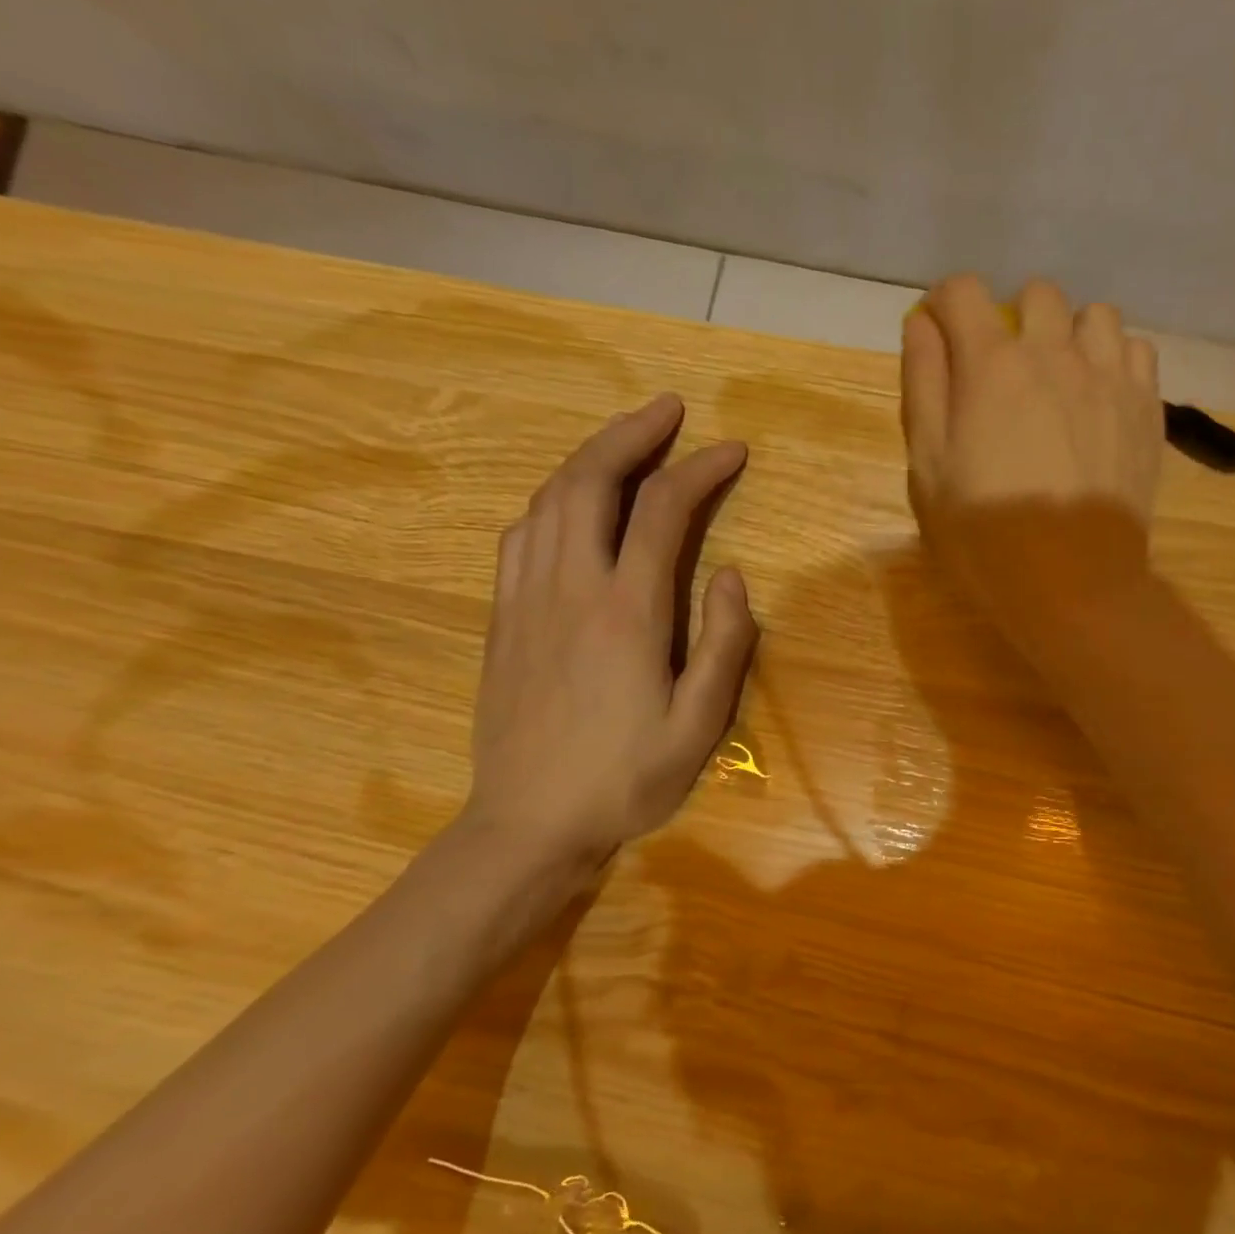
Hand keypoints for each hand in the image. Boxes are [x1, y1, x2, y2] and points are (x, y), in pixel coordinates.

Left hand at [462, 394, 756, 868]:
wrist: (527, 824)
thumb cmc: (624, 778)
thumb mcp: (699, 724)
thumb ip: (724, 644)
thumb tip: (730, 576)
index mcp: (627, 612)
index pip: (663, 511)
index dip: (700, 469)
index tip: (732, 450)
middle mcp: (571, 587)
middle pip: (591, 480)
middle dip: (632, 434)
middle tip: (669, 410)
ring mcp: (526, 598)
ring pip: (550, 498)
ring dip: (589, 456)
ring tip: (625, 441)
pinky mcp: (502, 616)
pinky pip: (520, 534)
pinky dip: (551, 499)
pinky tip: (568, 501)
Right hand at [901, 274, 1163, 610]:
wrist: (1072, 585)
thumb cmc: (984, 536)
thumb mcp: (928, 470)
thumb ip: (923, 387)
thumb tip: (922, 324)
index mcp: (991, 366)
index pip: (961, 291)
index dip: (943, 307)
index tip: (939, 341)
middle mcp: (1055, 353)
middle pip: (1035, 294)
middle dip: (1010, 321)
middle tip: (1001, 374)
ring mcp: (1109, 377)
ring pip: (1093, 315)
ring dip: (1068, 335)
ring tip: (1057, 382)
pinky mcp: (1146, 407)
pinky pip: (1136, 350)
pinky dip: (1112, 361)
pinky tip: (1098, 400)